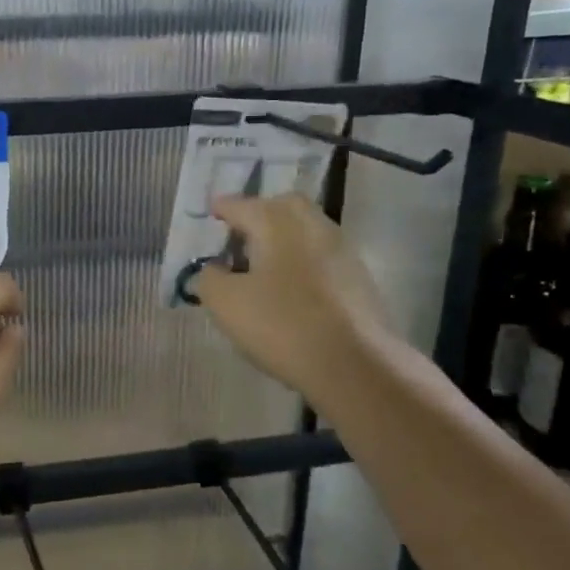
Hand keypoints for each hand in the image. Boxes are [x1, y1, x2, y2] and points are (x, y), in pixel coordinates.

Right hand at [192, 194, 388, 397]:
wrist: (355, 364)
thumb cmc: (282, 325)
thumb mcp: (225, 303)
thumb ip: (209, 278)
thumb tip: (214, 268)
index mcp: (276, 222)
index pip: (241, 205)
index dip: (222, 209)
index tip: (210, 214)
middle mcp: (311, 225)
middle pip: (282, 206)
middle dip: (259, 214)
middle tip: (239, 235)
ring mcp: (341, 249)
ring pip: (307, 230)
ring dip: (283, 238)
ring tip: (262, 264)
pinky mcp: (359, 277)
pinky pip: (322, 255)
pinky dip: (303, 260)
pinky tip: (291, 287)